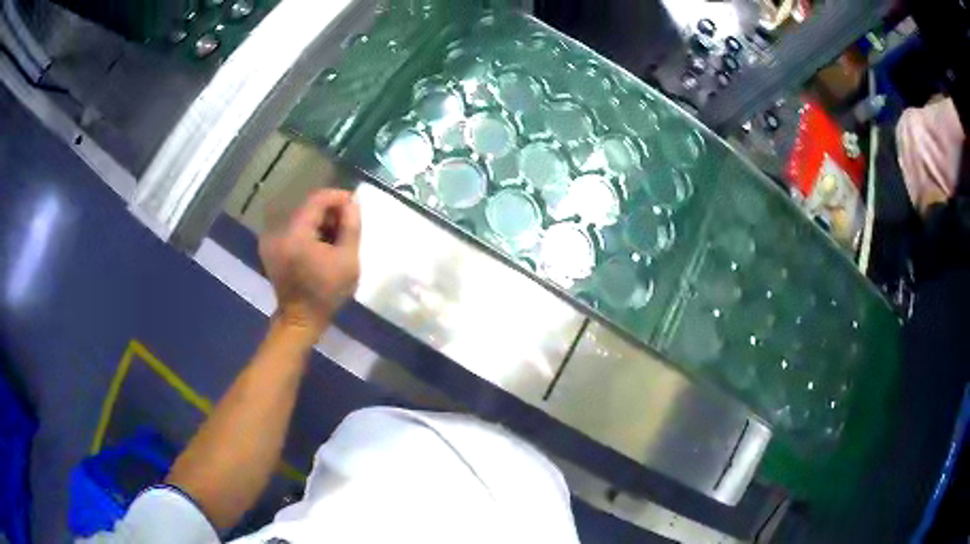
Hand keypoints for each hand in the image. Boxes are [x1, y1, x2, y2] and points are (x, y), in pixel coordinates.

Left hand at [259, 189, 360, 343]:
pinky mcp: (271, 247)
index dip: (338, 197)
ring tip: (336, 236)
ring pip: (301, 217)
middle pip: (308, 207)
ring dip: (320, 222)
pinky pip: (293, 229)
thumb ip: (351, 226)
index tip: (354, 205)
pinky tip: (321, 245)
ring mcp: (271, 239)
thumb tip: (352, 202)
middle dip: (330, 212)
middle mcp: (279, 231)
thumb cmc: (326, 292)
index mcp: (295, 234)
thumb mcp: (348, 260)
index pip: (317, 199)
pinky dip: (309, 231)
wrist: (300, 319)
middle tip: (348, 225)